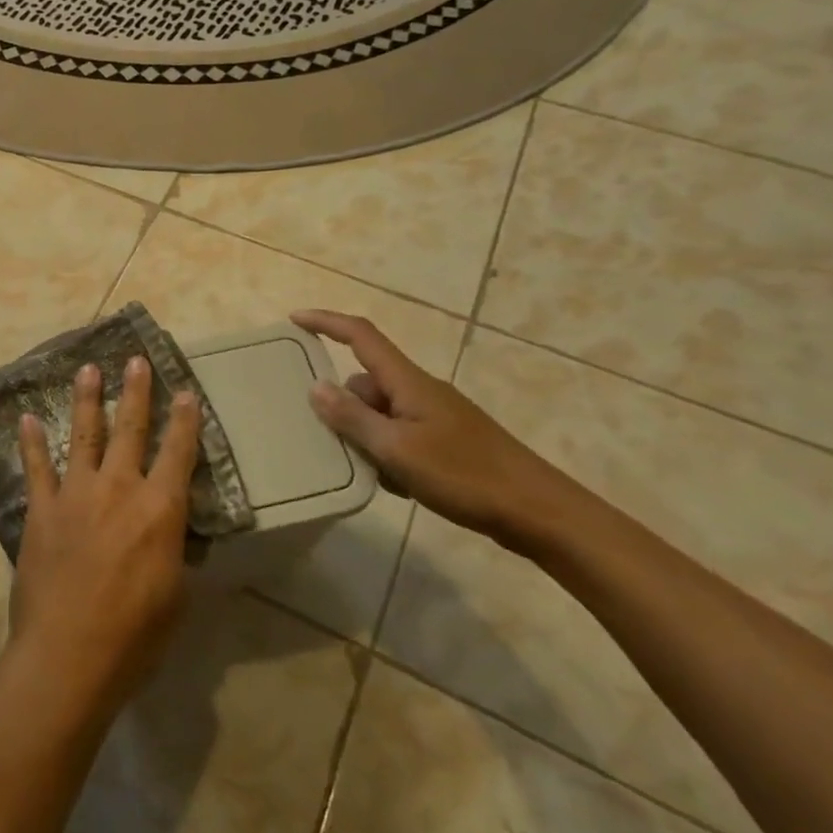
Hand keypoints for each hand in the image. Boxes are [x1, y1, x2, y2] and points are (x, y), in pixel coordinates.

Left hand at [12, 356, 201, 719]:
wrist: (68, 654)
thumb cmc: (134, 636)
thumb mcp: (175, 596)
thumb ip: (172, 553)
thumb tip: (170, 532)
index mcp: (159, 510)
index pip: (179, 454)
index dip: (185, 421)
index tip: (185, 391)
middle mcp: (119, 489)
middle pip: (131, 429)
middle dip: (136, 392)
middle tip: (136, 360)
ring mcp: (76, 494)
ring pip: (85, 435)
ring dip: (87, 399)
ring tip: (88, 369)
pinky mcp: (42, 509)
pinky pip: (36, 467)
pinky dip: (31, 442)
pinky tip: (26, 419)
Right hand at [291, 310, 585, 554]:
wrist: (538, 512)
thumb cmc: (465, 475)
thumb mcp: (397, 449)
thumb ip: (353, 418)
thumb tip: (316, 386)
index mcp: (408, 382)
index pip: (360, 336)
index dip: (326, 322)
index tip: (293, 319)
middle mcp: (419, 391)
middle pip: (365, 382)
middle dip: (342, 405)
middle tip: (322, 435)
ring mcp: (435, 417)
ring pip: (381, 414)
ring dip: (364, 435)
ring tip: (363, 469)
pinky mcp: (446, 442)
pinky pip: (399, 435)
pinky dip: (387, 453)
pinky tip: (394, 484)